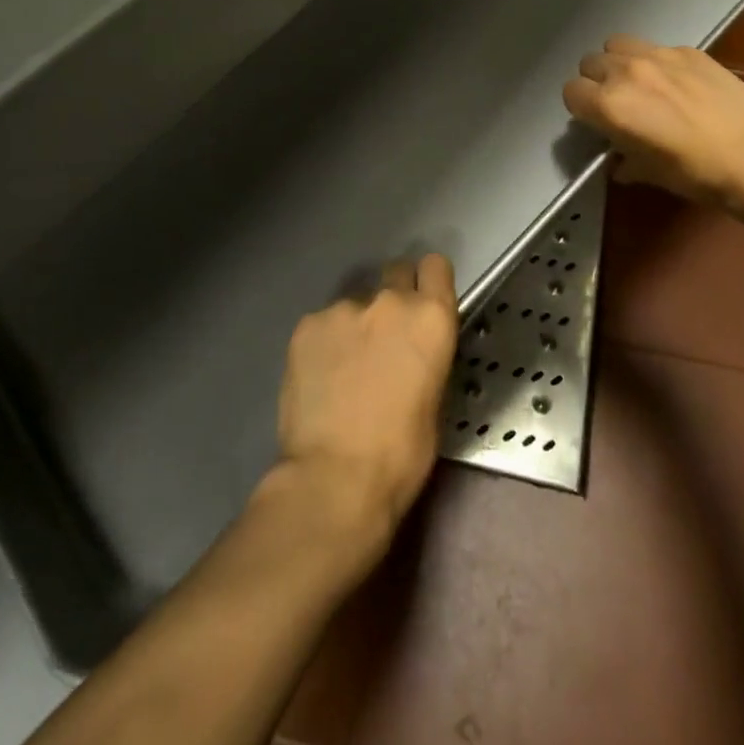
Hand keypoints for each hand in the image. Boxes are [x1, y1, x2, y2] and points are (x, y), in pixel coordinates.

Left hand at [273, 254, 457, 552]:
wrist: (335, 478)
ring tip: (344, 370)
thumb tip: (413, 351)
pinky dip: (324, 343)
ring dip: (356, 326)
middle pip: (395, 273)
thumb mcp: (435, 399)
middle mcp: (390, 300)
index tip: (424, 302)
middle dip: (393, 298)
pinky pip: (323, 324)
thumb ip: (426, 355)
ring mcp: (344, 308)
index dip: (430, 282)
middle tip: (384, 339)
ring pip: (355, 304)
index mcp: (430, 317)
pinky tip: (320, 378)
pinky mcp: (307, 324)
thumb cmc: (401, 453)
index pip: (436, 266)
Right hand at [563, 35, 743, 212]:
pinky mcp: (688, 50)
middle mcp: (626, 73)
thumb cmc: (696, 173)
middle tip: (618, 102)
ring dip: (620, 62)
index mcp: (609, 105)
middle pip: (590, 63)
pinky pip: (657, 48)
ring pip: (618, 44)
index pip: (571, 92)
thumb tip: (619, 160)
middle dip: (598, 82)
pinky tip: (679, 83)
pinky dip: (657, 62)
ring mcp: (658, 56)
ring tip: (641, 82)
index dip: (581, 108)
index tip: (596, 121)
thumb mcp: (650, 173)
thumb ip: (625, 160)